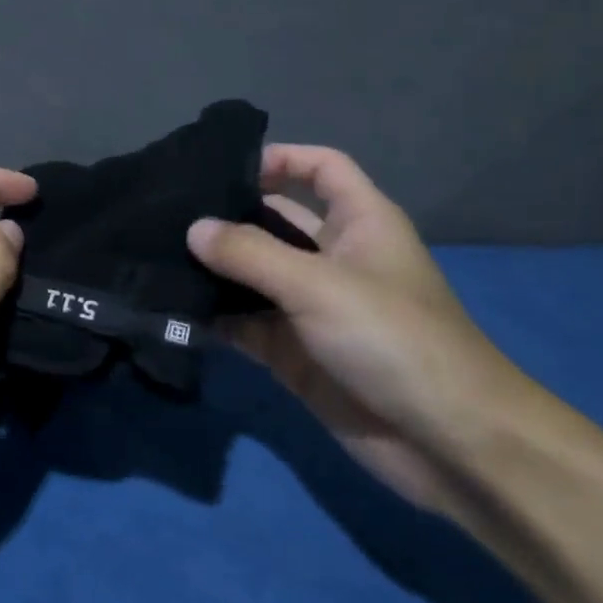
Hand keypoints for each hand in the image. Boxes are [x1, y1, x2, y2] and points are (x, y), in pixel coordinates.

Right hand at [188, 145, 538, 514]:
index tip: (223, 169)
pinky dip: (215, 318)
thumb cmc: (393, 339)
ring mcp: (311, 307)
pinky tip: (172, 311)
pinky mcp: (293, 352)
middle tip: (167, 215)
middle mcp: (332, 258)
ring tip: (156, 259)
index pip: (320, 168)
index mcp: (359, 223)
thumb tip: (193, 228)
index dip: (280, 158)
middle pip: (274, 220)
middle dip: (227, 218)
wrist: (446, 443)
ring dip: (213, 271)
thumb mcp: (318, 285)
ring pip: (252, 276)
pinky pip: (245, 324)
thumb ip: (250, 253)